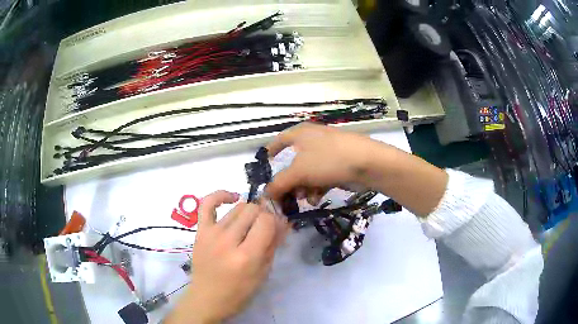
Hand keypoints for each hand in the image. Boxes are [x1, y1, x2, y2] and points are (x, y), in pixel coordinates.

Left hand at [166, 191, 287, 323]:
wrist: (207, 299)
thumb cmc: (239, 293)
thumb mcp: (263, 273)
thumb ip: (273, 245)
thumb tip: (284, 221)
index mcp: (247, 256)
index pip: (266, 221)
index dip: (275, 221)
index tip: (276, 229)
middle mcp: (228, 241)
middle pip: (253, 210)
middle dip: (264, 216)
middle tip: (264, 229)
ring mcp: (211, 234)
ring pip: (237, 207)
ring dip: (249, 212)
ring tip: (250, 225)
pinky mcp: (200, 231)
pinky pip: (207, 203)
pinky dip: (220, 196)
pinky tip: (232, 198)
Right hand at [265, 122, 382, 203]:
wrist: (367, 162)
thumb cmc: (327, 160)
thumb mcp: (299, 172)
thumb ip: (279, 184)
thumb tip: (265, 194)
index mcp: (300, 134)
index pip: (280, 140)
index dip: (271, 150)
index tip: (265, 163)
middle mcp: (313, 140)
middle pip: (294, 162)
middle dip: (289, 181)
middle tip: (284, 196)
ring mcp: (327, 153)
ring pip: (308, 172)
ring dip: (303, 187)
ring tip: (304, 199)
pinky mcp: (339, 164)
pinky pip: (321, 177)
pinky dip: (316, 188)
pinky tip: (316, 199)